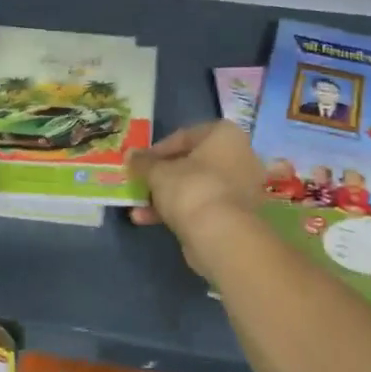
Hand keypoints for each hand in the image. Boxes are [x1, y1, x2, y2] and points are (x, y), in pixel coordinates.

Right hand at [130, 121, 263, 250]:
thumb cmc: (191, 188)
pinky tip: (147, 221)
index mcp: (225, 135)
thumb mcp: (158, 172)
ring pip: (195, 187)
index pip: (185, 136)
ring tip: (137, 209)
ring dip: (164, 196)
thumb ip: (143, 162)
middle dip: (161, 176)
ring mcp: (240, 188)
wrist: (221, 236)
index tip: (139, 162)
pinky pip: (202, 206)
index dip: (157, 150)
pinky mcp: (235, 215)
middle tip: (140, 184)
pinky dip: (178, 211)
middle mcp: (239, 157)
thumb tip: (130, 154)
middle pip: (191, 163)